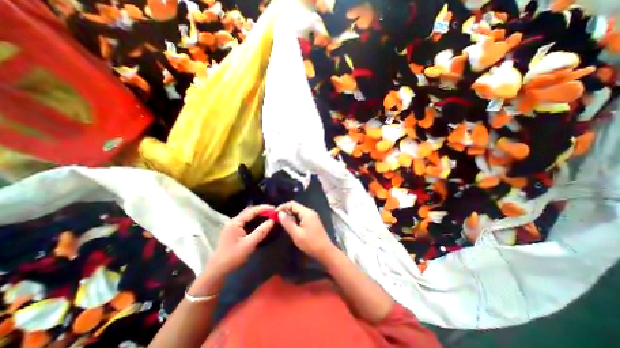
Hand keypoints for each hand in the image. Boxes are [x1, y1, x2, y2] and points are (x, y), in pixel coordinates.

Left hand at [209, 205, 273, 274]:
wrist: (217, 270)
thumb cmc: (233, 257)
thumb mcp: (249, 244)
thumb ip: (261, 232)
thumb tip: (272, 221)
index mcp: (235, 223)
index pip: (251, 211)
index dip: (263, 208)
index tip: (274, 208)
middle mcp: (233, 222)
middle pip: (249, 212)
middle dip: (261, 210)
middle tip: (272, 212)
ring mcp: (232, 226)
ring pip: (247, 217)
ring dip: (258, 215)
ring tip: (269, 216)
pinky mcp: (233, 231)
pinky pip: (246, 222)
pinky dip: (254, 221)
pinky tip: (260, 223)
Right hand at [278, 201, 334, 260]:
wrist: (325, 252)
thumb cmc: (311, 243)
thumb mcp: (297, 234)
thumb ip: (288, 223)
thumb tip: (280, 213)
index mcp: (307, 213)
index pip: (292, 204)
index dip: (283, 207)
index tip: (274, 214)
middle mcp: (310, 212)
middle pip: (295, 207)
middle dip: (285, 211)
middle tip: (276, 219)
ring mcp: (312, 217)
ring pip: (298, 212)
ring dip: (289, 216)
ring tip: (281, 223)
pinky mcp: (312, 222)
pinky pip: (301, 217)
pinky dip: (294, 220)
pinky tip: (290, 226)